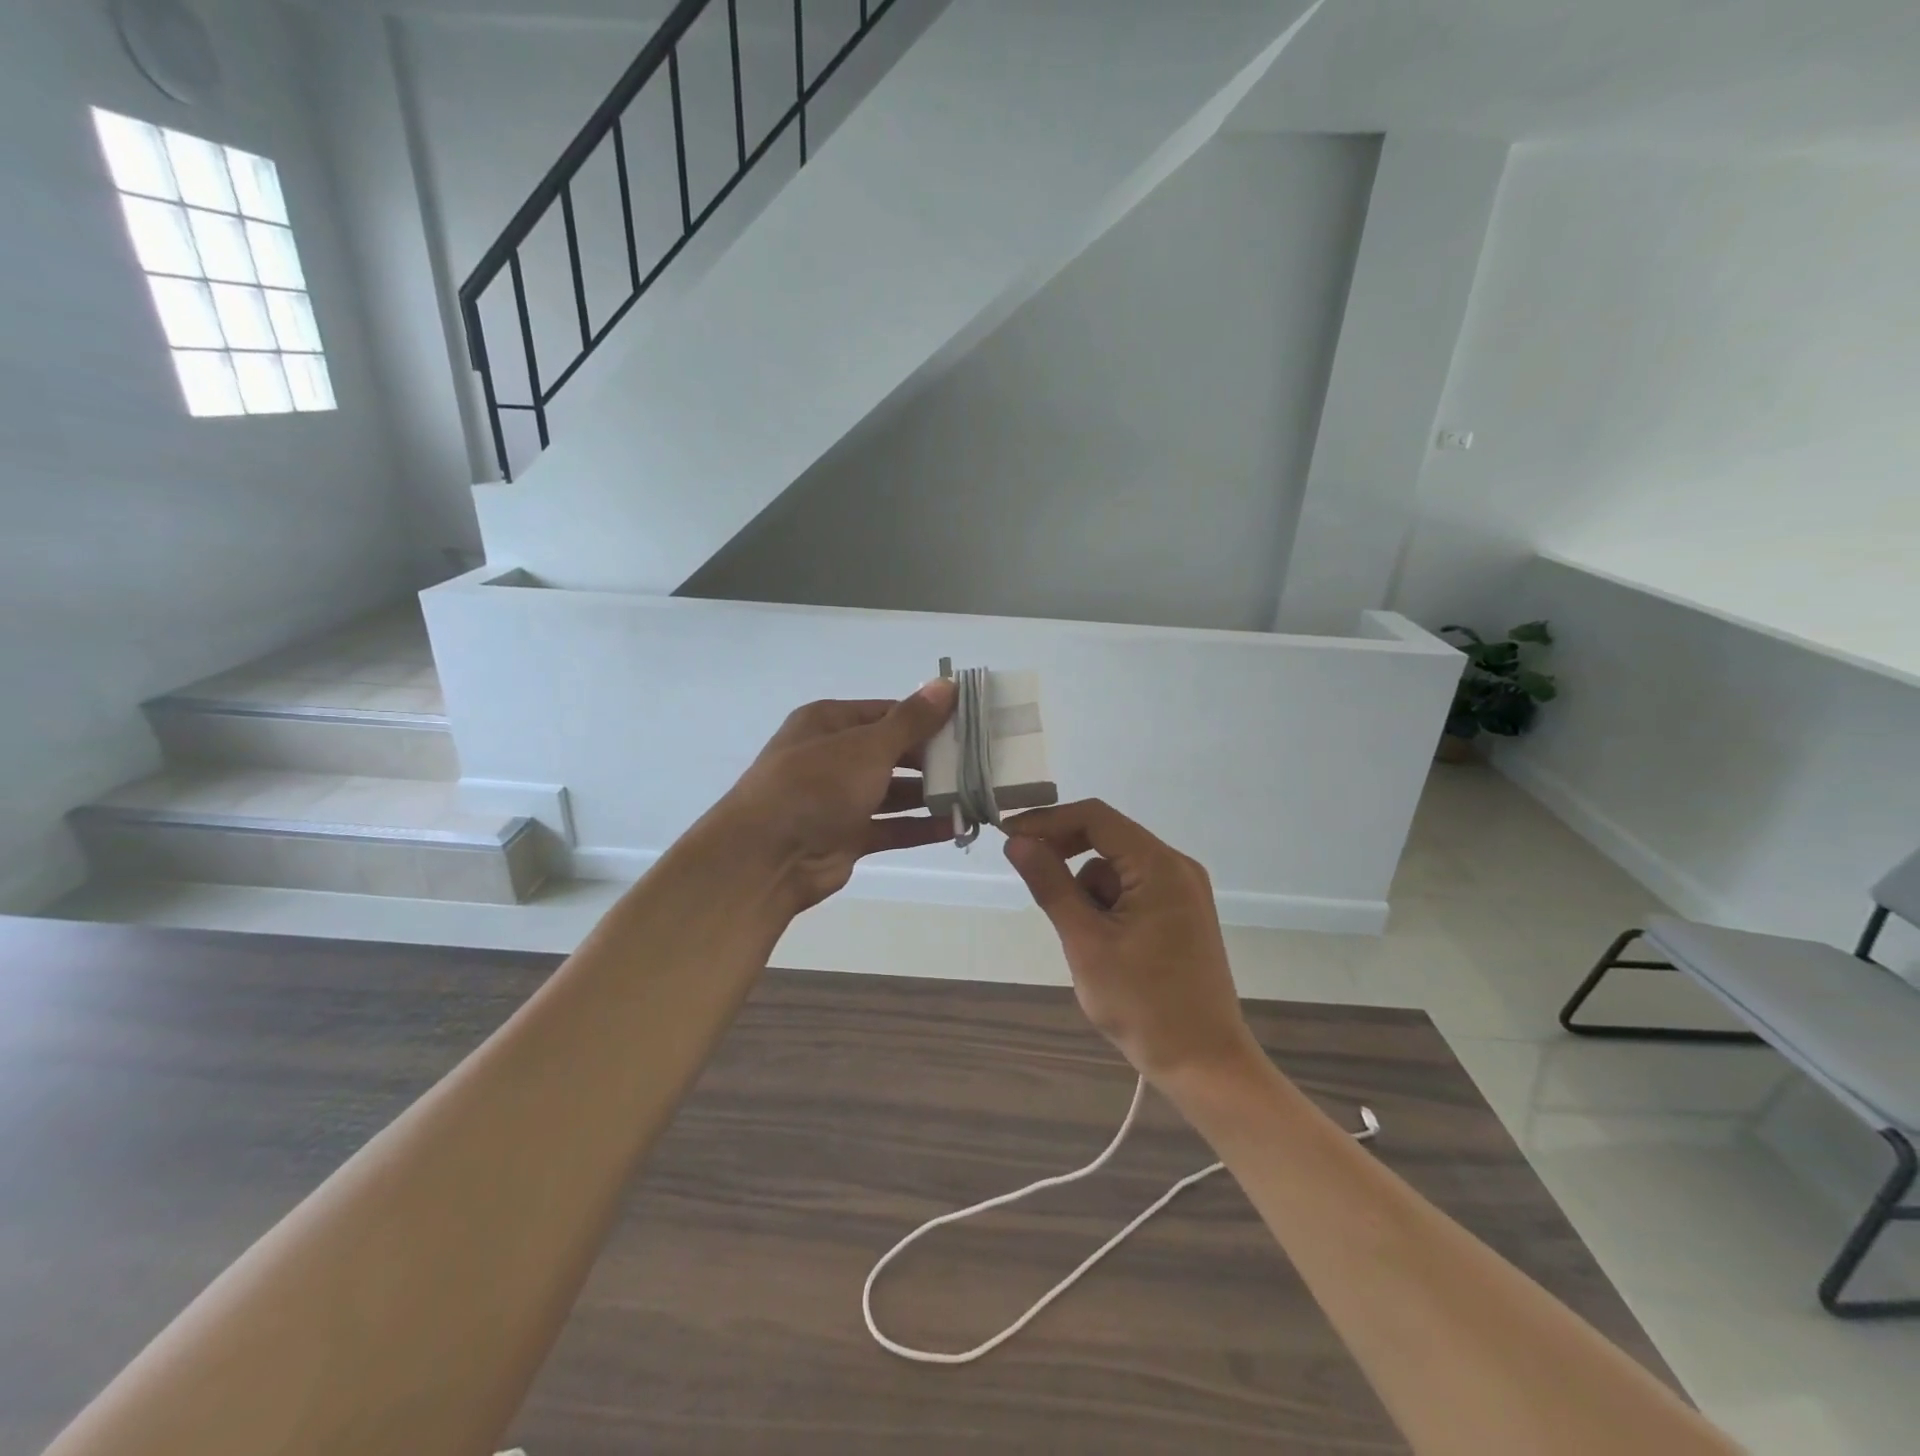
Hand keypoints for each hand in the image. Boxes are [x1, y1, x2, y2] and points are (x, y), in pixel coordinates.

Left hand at [711, 681, 956, 913]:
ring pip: (893, 791)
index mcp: (829, 722)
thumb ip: (912, 720)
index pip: (887, 712)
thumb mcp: (868, 746)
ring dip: (929, 794)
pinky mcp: (847, 835)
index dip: (926, 716)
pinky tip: (954, 826)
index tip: (968, 723)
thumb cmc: (816, 785)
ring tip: (975, 793)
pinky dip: (919, 826)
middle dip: (932, 758)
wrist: (766, 858)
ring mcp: (839, 798)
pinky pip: (890, 826)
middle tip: (979, 761)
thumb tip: (947, 684)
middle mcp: (833, 756)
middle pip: (892, 752)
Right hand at [1003, 799, 1259, 1084]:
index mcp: (1160, 866)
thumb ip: (1050, 886)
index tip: (1009, 838)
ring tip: (1083, 942)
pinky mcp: (1180, 914)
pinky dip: (1106, 906)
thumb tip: (1017, 843)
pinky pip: (1131, 890)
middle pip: (1107, 839)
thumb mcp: (1086, 943)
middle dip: (1065, 856)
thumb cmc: (1143, 1004)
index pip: (1095, 818)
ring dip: (1087, 891)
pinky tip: (1104, 947)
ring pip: (1115, 869)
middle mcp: (1176, 867)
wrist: (1205, 1064)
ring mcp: (1182, 891)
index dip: (1048, 821)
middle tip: (1030, 878)